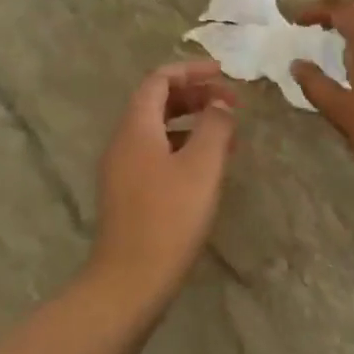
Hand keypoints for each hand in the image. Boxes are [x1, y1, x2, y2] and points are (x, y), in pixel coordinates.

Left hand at [90, 61, 237, 312]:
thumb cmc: (169, 217)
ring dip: (192, 122)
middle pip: (157, 102)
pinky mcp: (128, 194)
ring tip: (227, 134)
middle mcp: (123, 142)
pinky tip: (207, 167)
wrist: (130, 282)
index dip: (191, 71)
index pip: (159, 80)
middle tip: (230, 103)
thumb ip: (214, 126)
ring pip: (158, 129)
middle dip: (195, 95)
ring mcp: (122, 169)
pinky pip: (156, 153)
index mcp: (136, 128)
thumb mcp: (202, 166)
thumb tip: (220, 104)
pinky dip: (183, 147)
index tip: (223, 74)